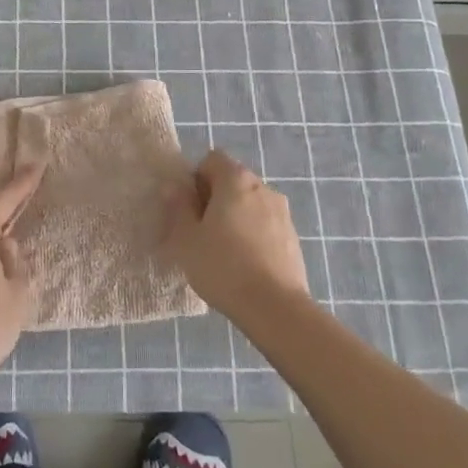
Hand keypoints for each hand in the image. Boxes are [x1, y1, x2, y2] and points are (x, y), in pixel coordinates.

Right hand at [163, 149, 310, 321]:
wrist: (275, 308)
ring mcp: (283, 212)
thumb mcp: (186, 239)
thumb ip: (178, 207)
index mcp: (236, 180)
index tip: (190, 209)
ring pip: (250, 204)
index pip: (212, 160)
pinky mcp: (293, 237)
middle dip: (215, 199)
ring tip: (224, 252)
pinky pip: (266, 225)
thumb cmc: (223, 267)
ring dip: (236, 217)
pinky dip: (254, 235)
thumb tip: (174, 187)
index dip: (196, 179)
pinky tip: (245, 264)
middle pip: (233, 180)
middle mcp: (263, 187)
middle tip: (201, 232)